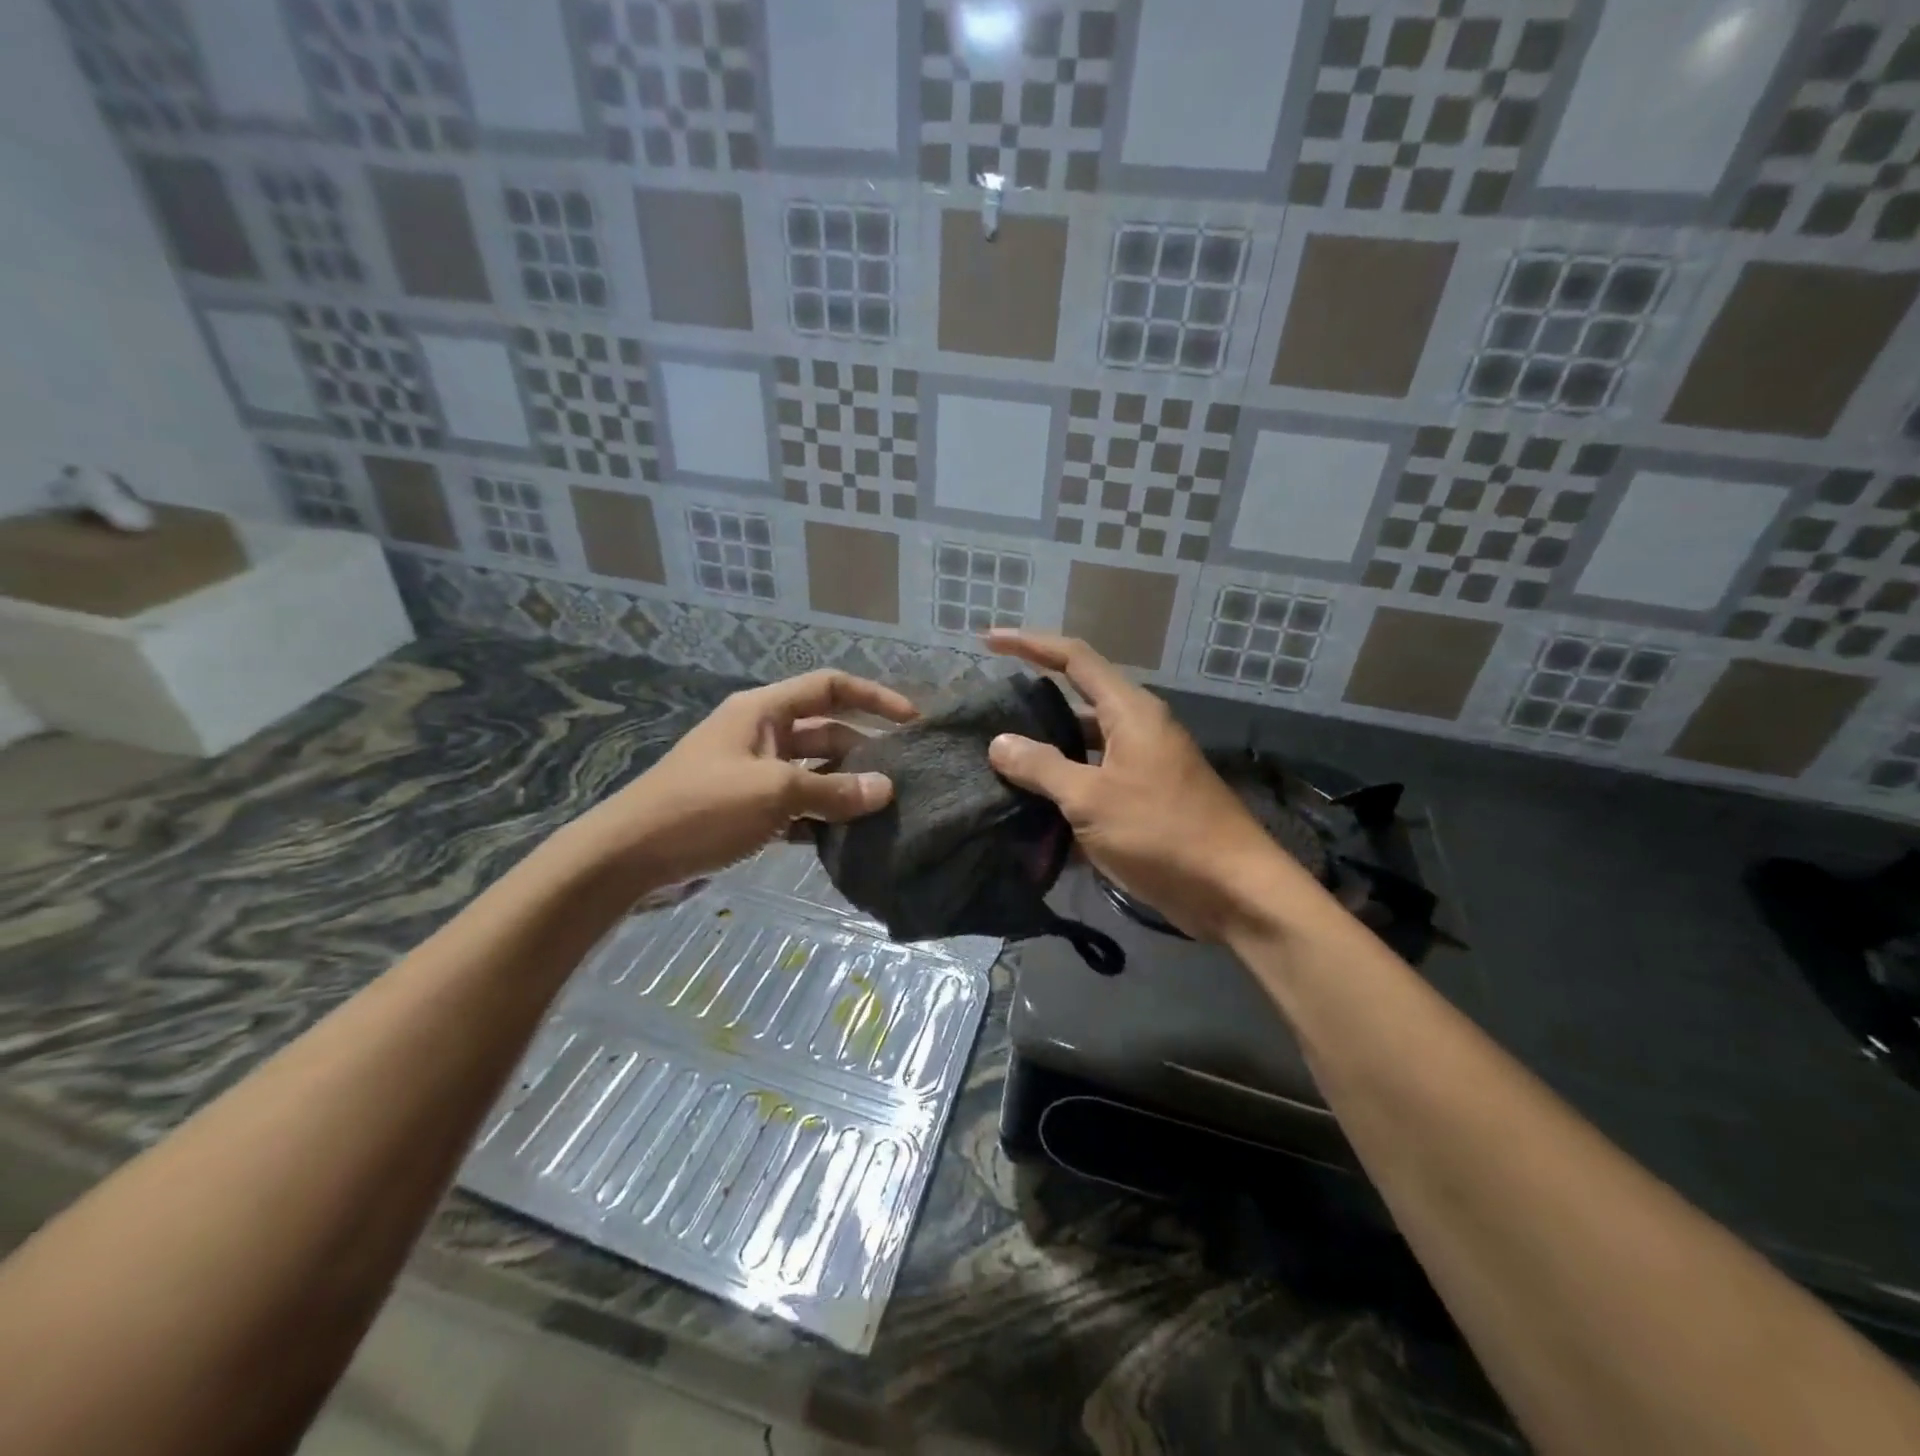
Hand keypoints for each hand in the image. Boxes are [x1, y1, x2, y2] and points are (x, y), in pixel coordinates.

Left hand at [567, 670, 915, 888]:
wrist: (628, 857)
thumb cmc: (703, 807)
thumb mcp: (774, 792)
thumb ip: (834, 790)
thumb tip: (886, 789)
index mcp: (763, 711)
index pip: (830, 687)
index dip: (874, 698)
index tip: (912, 721)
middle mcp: (760, 734)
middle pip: (825, 730)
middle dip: (863, 749)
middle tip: (904, 776)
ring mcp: (752, 773)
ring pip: (813, 771)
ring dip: (843, 787)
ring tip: (885, 809)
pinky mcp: (746, 810)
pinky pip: (795, 805)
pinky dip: (819, 817)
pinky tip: (847, 838)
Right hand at [984, 631, 1287, 940]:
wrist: (1232, 889)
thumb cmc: (1162, 832)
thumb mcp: (1091, 799)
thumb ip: (1043, 767)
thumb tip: (999, 743)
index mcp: (1130, 712)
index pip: (1073, 659)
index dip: (1029, 644)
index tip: (989, 640)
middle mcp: (1138, 729)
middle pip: (1078, 699)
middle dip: (1034, 701)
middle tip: (989, 709)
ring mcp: (1143, 765)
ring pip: (1084, 745)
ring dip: (1047, 751)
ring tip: (999, 759)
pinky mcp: (1144, 800)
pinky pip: (1094, 780)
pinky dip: (1065, 788)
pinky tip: (1031, 807)